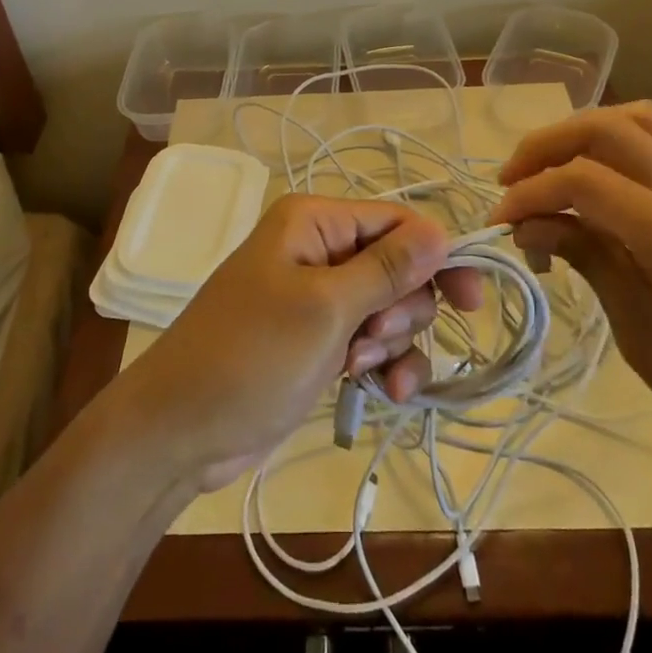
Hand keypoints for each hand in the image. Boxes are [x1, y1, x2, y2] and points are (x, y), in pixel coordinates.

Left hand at [112, 195, 482, 491]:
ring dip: (391, 344)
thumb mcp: (324, 309)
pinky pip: (372, 343)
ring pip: (390, 309)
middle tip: (372, 341)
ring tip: (359, 371)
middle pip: (399, 267)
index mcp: (315, 223)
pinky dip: (383, 367)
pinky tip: (379, 394)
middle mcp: (319, 251)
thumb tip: (441, 230)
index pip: (397, 222)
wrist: (180, 430)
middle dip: (401, 309)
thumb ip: (387, 269)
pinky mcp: (318, 341)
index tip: (471, 301)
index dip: (438, 257)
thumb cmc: (251, 356)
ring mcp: (318, 299)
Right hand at [492, 101, 651, 469]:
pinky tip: (589, 182)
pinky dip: (608, 144)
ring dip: (579, 133)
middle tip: (509, 182)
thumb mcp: (647, 340)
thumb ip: (590, 264)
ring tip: (545, 171)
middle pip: (608, 128)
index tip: (498, 223)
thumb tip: (530, 224)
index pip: (586, 180)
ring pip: (636, 119)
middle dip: (545, 145)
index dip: (531, 192)